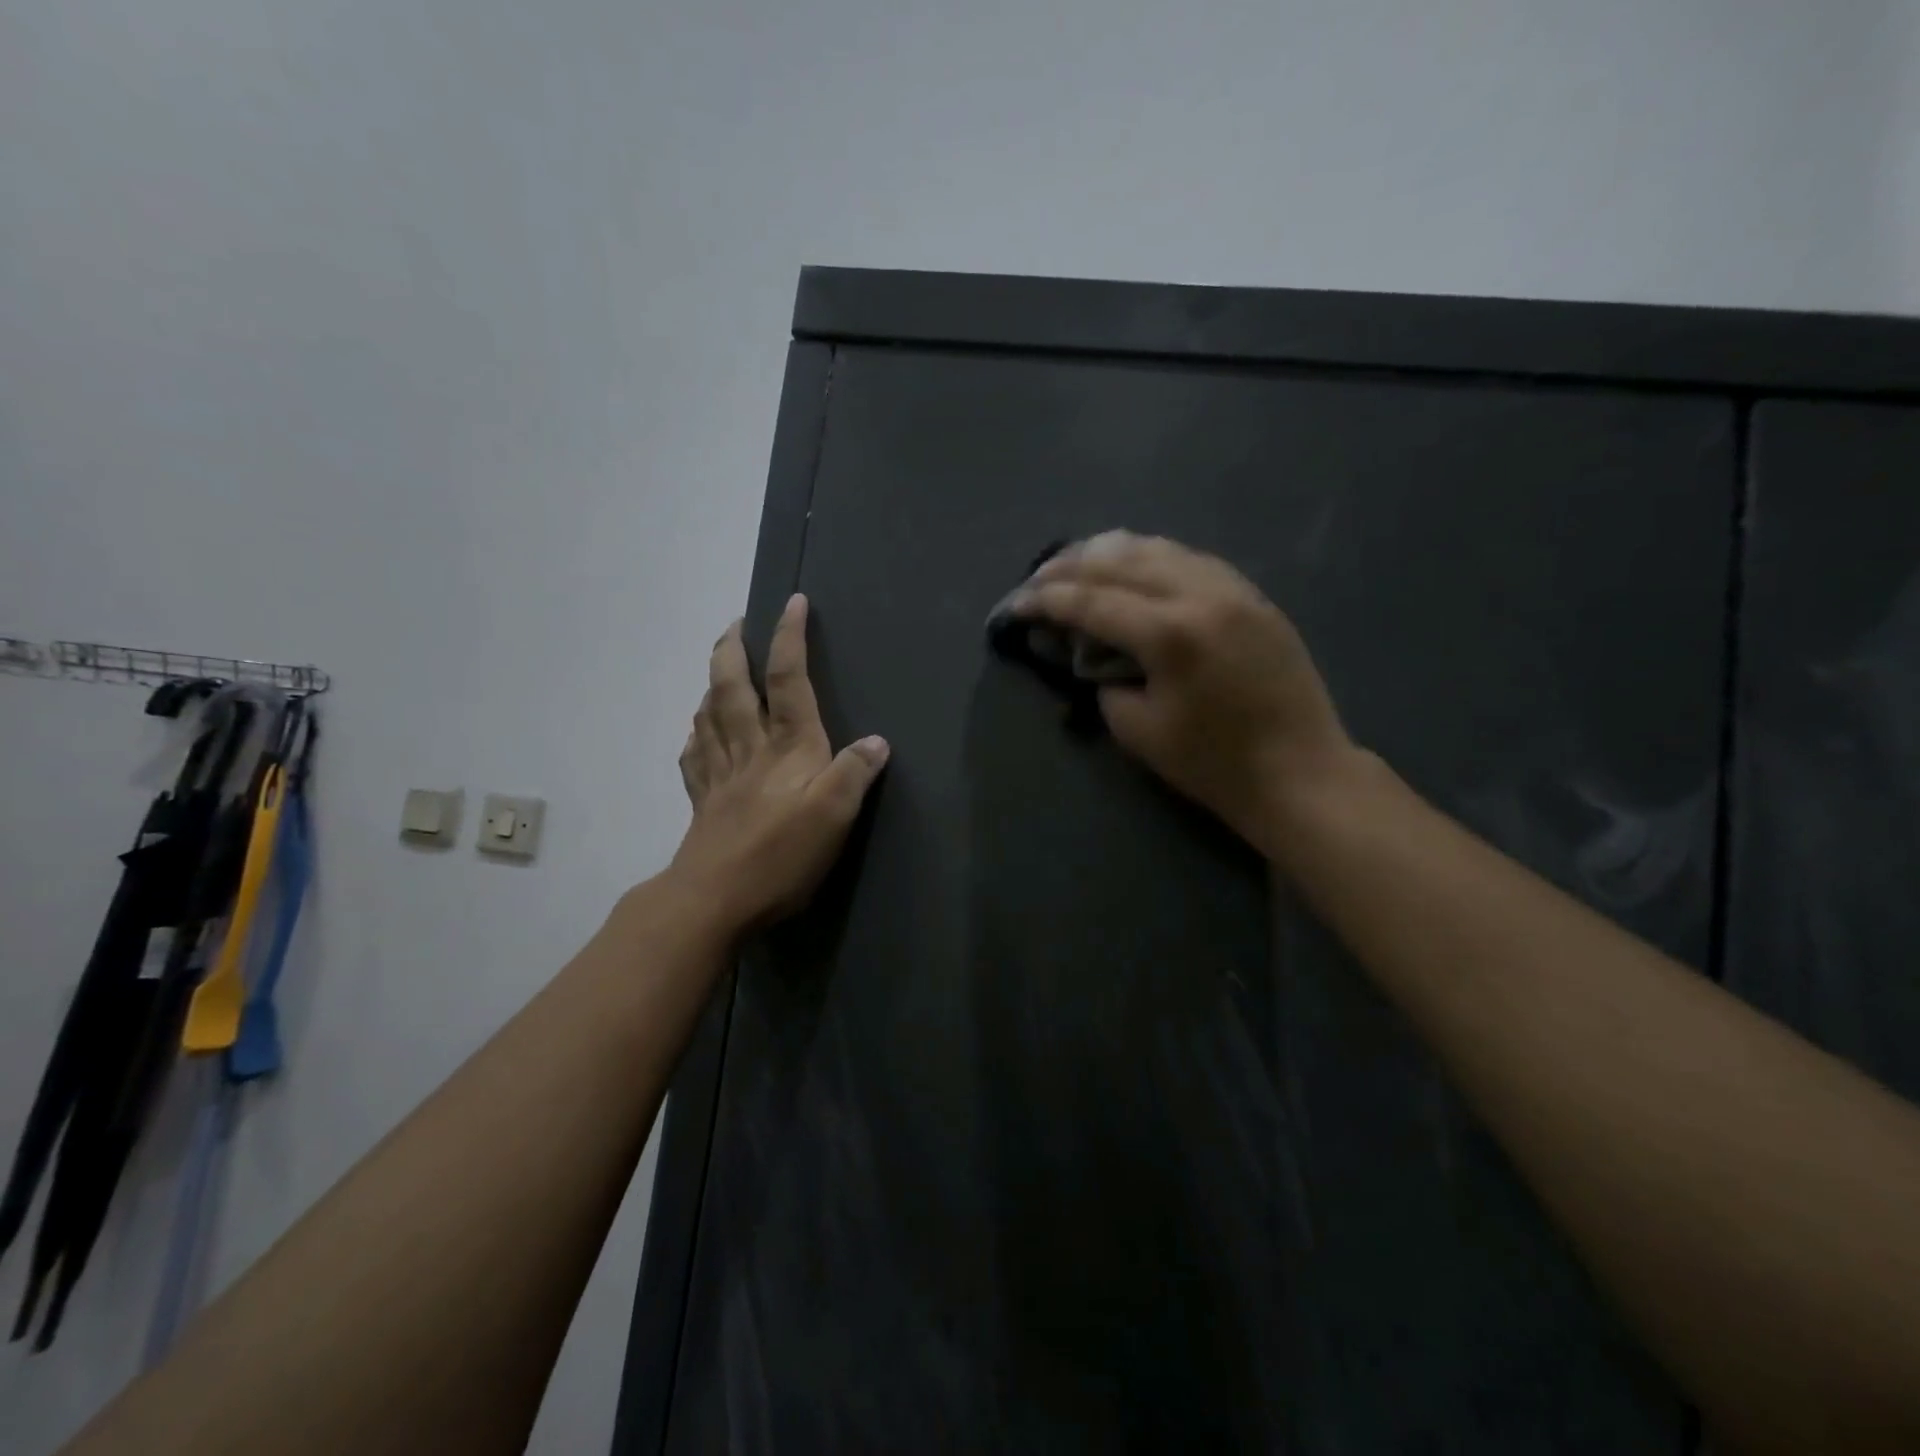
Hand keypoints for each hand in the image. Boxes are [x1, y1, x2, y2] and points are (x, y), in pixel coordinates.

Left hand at [669, 595, 889, 931]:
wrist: (714, 899)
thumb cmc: (781, 855)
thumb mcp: (835, 814)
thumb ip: (856, 773)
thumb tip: (876, 741)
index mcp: (787, 747)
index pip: (786, 679)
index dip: (789, 638)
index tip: (792, 602)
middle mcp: (749, 750)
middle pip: (731, 687)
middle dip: (731, 649)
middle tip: (734, 624)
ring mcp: (719, 775)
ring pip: (708, 715)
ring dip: (711, 684)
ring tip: (717, 669)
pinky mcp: (703, 803)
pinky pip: (694, 756)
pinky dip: (695, 734)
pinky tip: (697, 733)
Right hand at [1012, 532, 1357, 855]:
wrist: (1300, 771)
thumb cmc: (1213, 764)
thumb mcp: (1139, 730)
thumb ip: (1105, 679)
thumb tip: (1092, 651)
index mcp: (1169, 633)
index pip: (1091, 601)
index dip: (1045, 600)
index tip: (1014, 604)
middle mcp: (1201, 595)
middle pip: (1121, 560)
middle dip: (1069, 566)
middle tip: (1036, 579)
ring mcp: (1233, 589)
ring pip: (1159, 549)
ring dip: (1110, 552)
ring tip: (1076, 560)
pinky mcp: (1253, 596)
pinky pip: (1192, 559)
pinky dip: (1153, 557)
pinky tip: (1135, 564)